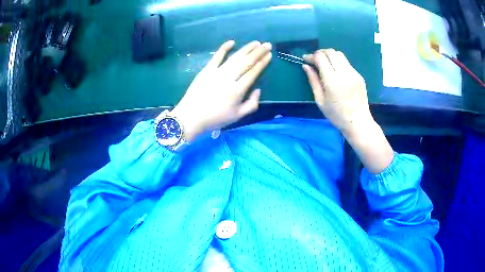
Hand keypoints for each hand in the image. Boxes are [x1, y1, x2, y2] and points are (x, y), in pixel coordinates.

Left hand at [171, 40, 271, 141]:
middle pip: (246, 62)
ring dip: (246, 49)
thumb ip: (251, 104)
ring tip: (256, 43)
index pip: (253, 73)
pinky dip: (224, 48)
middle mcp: (228, 78)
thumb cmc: (215, 118)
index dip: (262, 63)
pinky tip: (232, 42)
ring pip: (234, 58)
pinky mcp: (206, 70)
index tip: (269, 55)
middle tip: (267, 44)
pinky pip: (216, 57)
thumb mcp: (237, 116)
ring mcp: (216, 72)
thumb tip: (258, 90)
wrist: (191, 117)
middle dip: (258, 52)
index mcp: (237, 91)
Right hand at [302, 49, 373, 135]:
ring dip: (330, 56)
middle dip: (320, 53)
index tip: (306, 60)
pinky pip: (347, 63)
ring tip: (325, 65)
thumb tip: (306, 66)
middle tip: (315, 60)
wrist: (358, 122)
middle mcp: (344, 73)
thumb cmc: (336, 115)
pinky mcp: (359, 75)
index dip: (311, 56)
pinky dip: (338, 63)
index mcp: (332, 80)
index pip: (320, 57)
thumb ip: (313, 81)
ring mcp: (353, 73)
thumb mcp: (320, 100)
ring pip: (339, 55)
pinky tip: (336, 73)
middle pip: (330, 52)